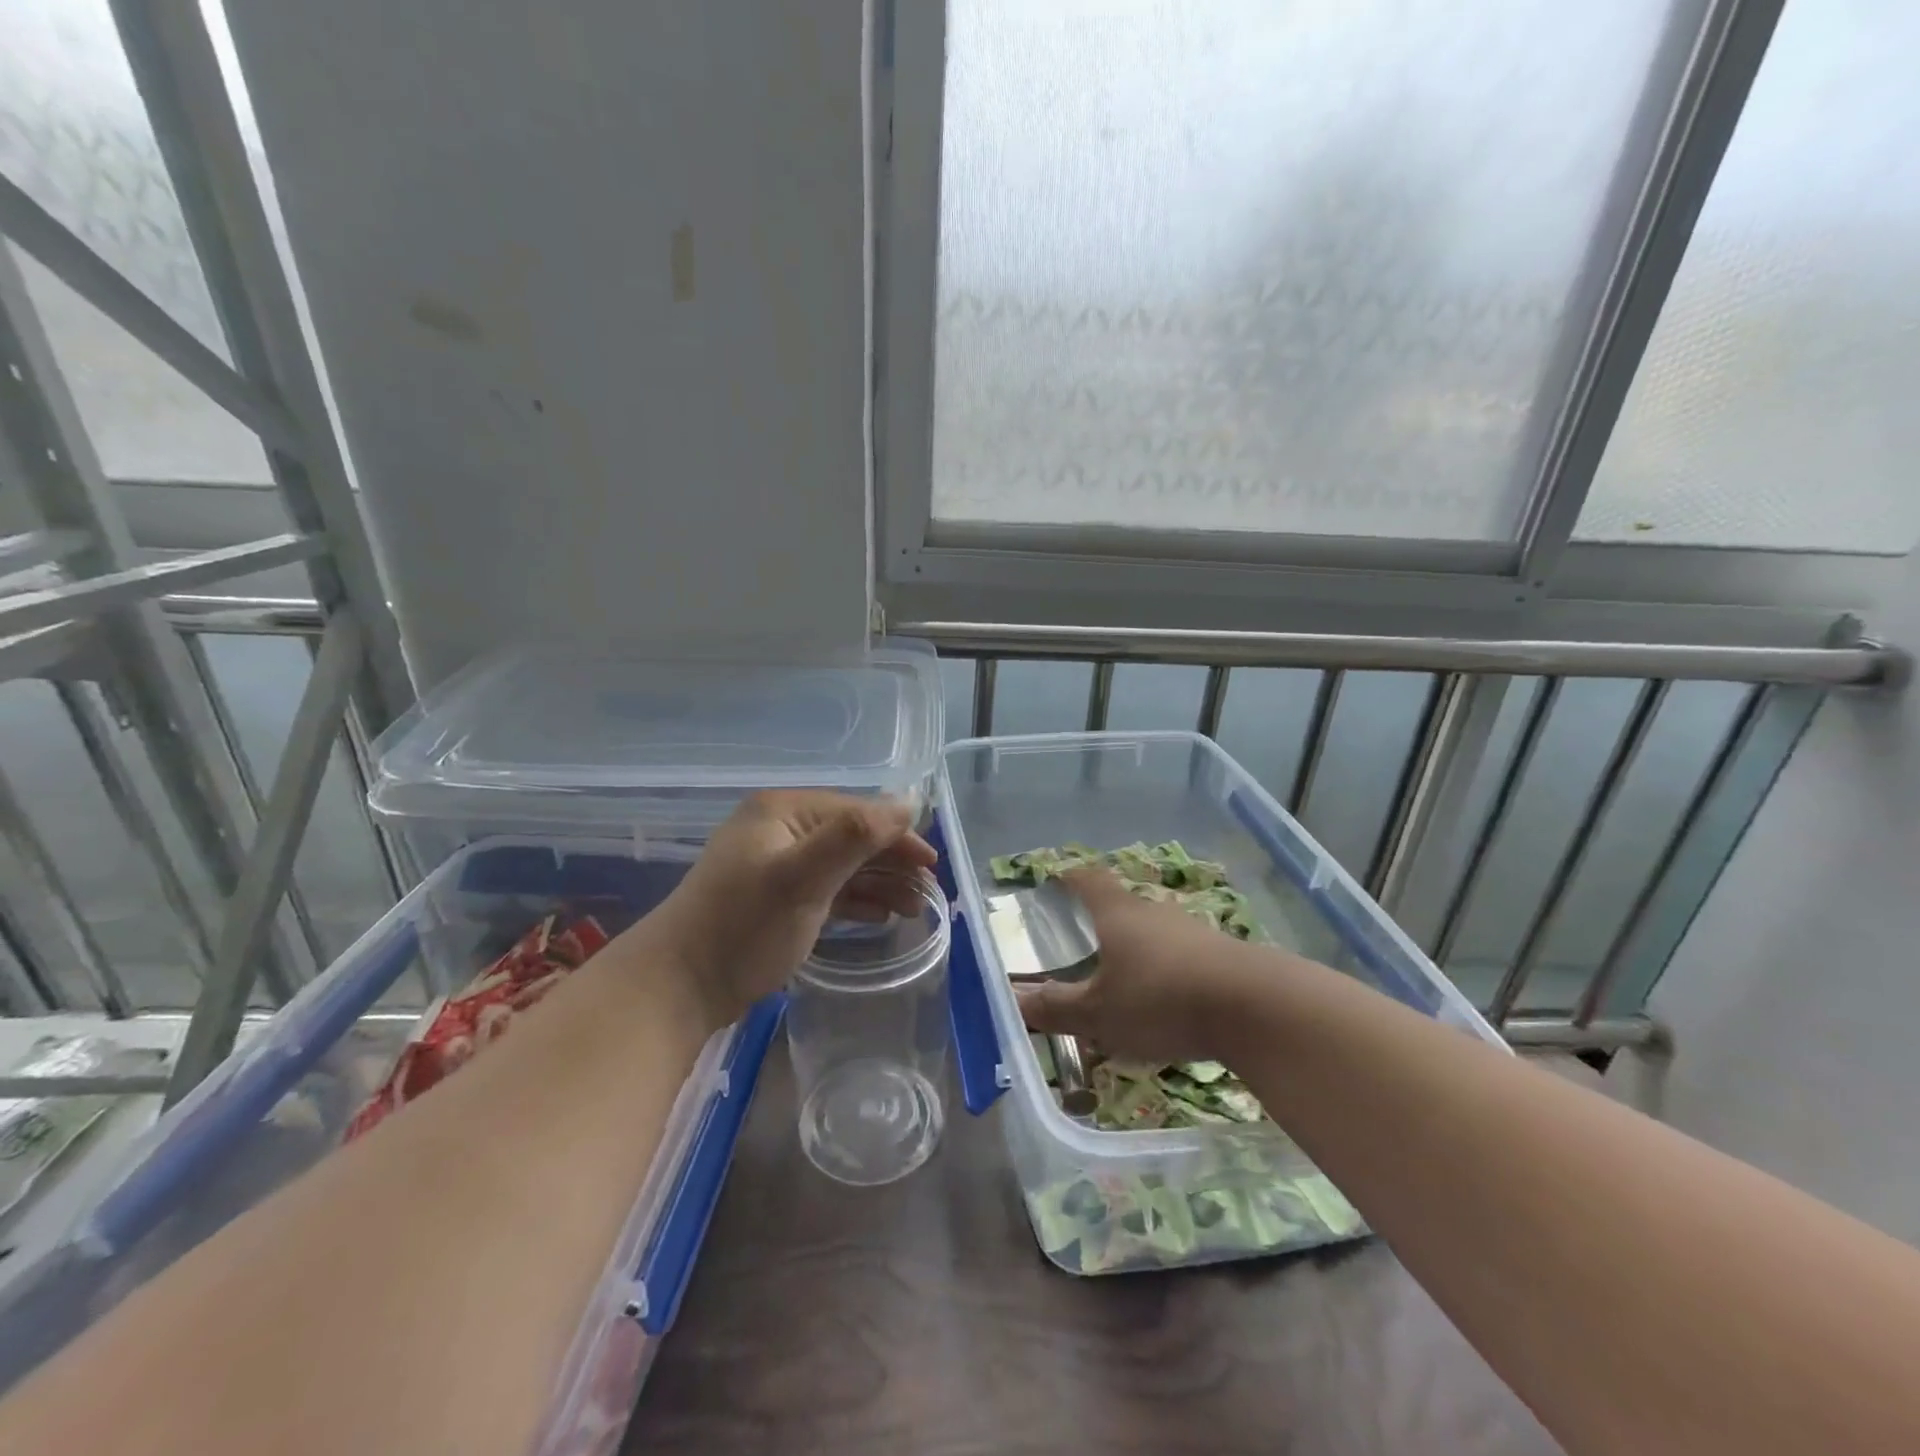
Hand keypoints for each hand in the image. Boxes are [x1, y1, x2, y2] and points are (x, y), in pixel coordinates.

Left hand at [644, 791, 936, 1029]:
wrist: (678, 986)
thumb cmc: (745, 925)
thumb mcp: (804, 877)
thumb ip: (856, 835)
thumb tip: (909, 801)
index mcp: (783, 812)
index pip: (856, 812)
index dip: (897, 835)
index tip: (932, 864)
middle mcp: (779, 830)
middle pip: (850, 837)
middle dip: (891, 863)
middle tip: (928, 892)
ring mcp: (774, 864)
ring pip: (841, 865)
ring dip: (878, 883)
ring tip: (912, 908)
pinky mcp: (773, 898)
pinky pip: (825, 888)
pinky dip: (854, 899)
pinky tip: (878, 915)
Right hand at [1016, 866, 1267, 1063]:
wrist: (1257, 1008)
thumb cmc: (1161, 1000)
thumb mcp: (1099, 1013)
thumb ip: (1055, 1008)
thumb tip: (1012, 1000)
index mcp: (1117, 914)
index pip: (1087, 880)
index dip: (1069, 877)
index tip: (1055, 878)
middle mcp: (1153, 912)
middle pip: (1121, 905)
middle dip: (1101, 921)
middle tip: (1083, 943)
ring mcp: (1192, 930)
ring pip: (1154, 931)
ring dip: (1138, 948)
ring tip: (1124, 978)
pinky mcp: (1222, 954)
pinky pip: (1182, 954)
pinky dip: (1167, 969)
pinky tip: (1168, 999)